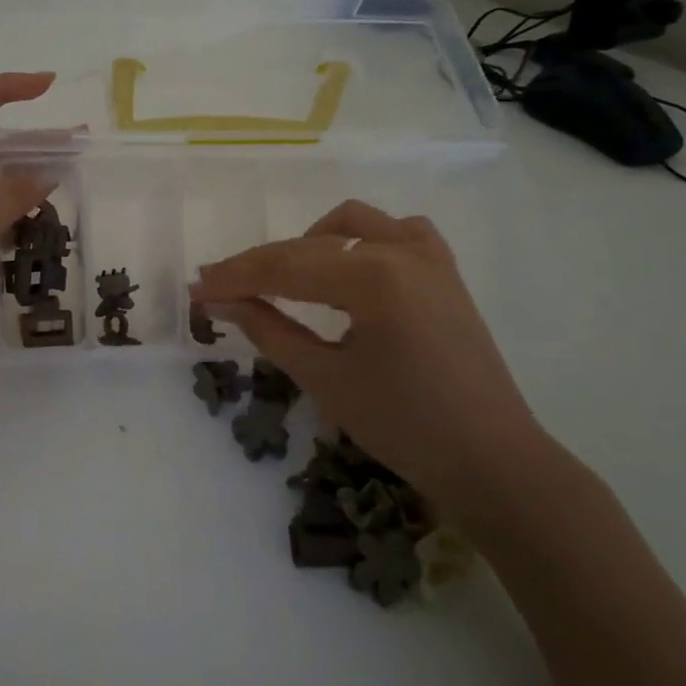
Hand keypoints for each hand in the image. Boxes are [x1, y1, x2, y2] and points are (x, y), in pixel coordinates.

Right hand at [190, 200, 554, 530]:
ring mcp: (429, 257)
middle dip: (260, 264)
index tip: (194, 289)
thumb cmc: (404, 426)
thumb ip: (268, 330)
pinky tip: (348, 268)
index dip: (234, 278)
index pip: (285, 268)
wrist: (491, 461)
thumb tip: (219, 301)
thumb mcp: (325, 378)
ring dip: (310, 243)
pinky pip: (396, 233)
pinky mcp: (444, 272)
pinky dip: (362, 240)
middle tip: (218, 288)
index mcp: (374, 277)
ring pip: (352, 224)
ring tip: (284, 279)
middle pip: (310, 245)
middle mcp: (402, 251)